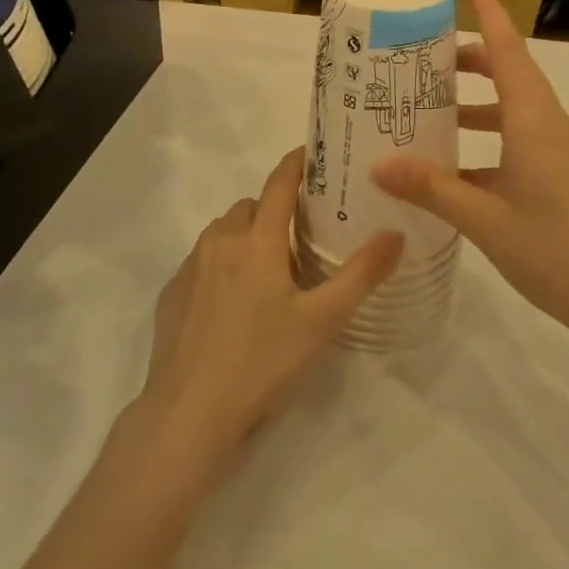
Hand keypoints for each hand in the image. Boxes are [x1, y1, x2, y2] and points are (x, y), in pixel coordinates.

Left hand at [133, 147, 401, 484]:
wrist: (188, 414)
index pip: (279, 182)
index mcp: (257, 240)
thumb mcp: (322, 321)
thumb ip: (361, 274)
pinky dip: (223, 264)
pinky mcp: (172, 293)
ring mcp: (191, 266)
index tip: (315, 154)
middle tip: (303, 236)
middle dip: (276, 210)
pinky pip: (203, 260)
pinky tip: (236, 303)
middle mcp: (220, 241)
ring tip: (272, 271)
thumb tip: (395, 234)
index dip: (298, 163)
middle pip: (252, 207)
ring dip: (248, 236)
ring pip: (225, 232)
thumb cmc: (261, 361)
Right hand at [371, 0, 568, 342]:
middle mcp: (552, 126)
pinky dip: (491, 139)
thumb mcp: (483, 219)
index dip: (488, 9)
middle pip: (512, 73)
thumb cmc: (552, 249)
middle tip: (428, 58)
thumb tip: (378, 163)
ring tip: (436, 110)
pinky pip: (523, 140)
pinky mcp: (564, 176)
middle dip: (473, 58)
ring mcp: (562, 152)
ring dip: (480, 102)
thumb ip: (430, 187)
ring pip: (517, 108)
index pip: (510, 48)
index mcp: (535, 121)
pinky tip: (460, 169)